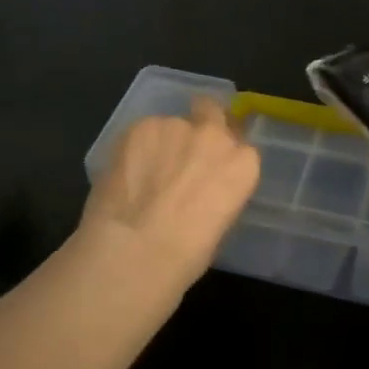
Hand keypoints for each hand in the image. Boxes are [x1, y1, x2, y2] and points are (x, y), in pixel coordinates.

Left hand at [78, 97, 260, 291]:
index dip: (221, 156)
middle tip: (180, 153)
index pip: (239, 147)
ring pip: (171, 125)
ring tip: (143, 174)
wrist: (135, 250)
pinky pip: (143, 132)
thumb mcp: (220, 223)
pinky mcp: (140, 126)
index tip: (208, 170)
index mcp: (243, 164)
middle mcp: (214, 136)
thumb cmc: (186, 255)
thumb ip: (217, 190)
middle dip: (200, 125)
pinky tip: (125, 173)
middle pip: (212, 113)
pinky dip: (136, 147)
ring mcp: (176, 126)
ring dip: (163, 143)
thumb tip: (200, 187)